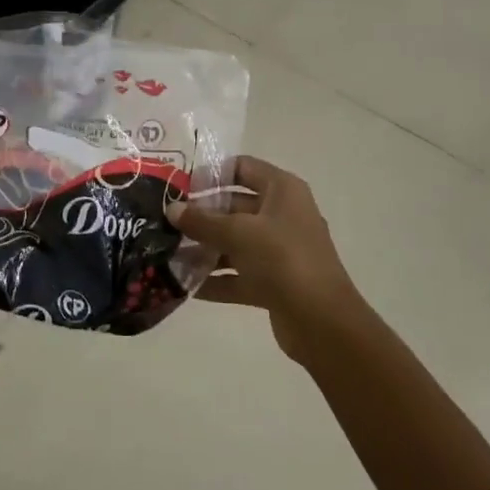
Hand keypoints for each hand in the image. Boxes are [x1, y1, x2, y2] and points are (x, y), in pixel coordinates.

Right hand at [169, 155, 363, 362]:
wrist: (322, 322)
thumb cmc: (282, 259)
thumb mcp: (238, 233)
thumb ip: (202, 221)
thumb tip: (172, 209)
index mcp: (282, 190)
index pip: (242, 168)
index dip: (211, 173)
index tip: (180, 186)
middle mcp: (282, 215)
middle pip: (235, 206)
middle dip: (202, 216)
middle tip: (166, 222)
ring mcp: (280, 251)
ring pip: (236, 243)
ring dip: (205, 249)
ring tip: (168, 254)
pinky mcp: (275, 283)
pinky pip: (239, 274)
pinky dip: (216, 279)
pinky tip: (186, 285)